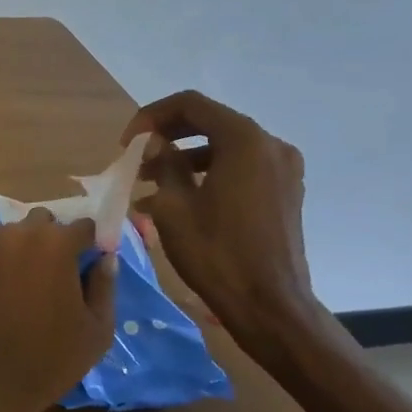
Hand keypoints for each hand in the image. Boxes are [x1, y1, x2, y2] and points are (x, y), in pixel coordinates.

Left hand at [0, 210, 116, 411]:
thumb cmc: (50, 358)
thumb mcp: (97, 329)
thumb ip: (105, 286)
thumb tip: (107, 258)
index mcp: (56, 244)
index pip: (83, 226)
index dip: (91, 242)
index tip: (93, 259)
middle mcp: (18, 234)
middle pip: (43, 221)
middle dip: (54, 238)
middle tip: (59, 271)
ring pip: (11, 232)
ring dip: (22, 245)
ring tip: (27, 279)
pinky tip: (1, 288)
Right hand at [123, 90, 315, 343]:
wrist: (269, 306)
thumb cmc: (216, 253)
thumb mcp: (174, 206)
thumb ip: (163, 163)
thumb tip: (155, 143)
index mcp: (244, 141)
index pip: (191, 105)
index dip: (151, 116)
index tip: (127, 143)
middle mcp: (270, 145)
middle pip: (209, 122)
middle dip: (167, 136)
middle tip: (135, 159)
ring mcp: (282, 170)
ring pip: (223, 146)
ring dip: (184, 157)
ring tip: (149, 183)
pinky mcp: (284, 192)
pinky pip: (239, 167)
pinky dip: (207, 173)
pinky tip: (179, 200)